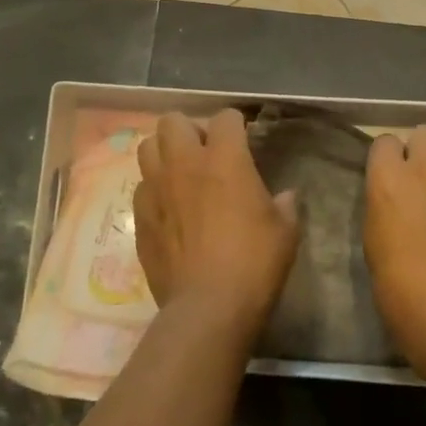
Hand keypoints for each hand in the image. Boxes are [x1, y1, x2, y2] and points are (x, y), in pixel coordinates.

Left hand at [134, 110, 298, 348]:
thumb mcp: (285, 231)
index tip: (243, 138)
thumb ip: (284, 205)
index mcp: (225, 160)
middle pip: (173, 121)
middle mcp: (185, 164)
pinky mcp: (140, 217)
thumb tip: (285, 197)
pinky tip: (169, 209)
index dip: (235, 124)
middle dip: (189, 129)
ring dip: (164, 153)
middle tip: (204, 153)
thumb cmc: (254, 263)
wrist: (208, 307)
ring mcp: (156, 189)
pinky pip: (141, 187)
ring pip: (147, 147)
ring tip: (180, 173)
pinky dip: (154, 189)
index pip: (225, 117)